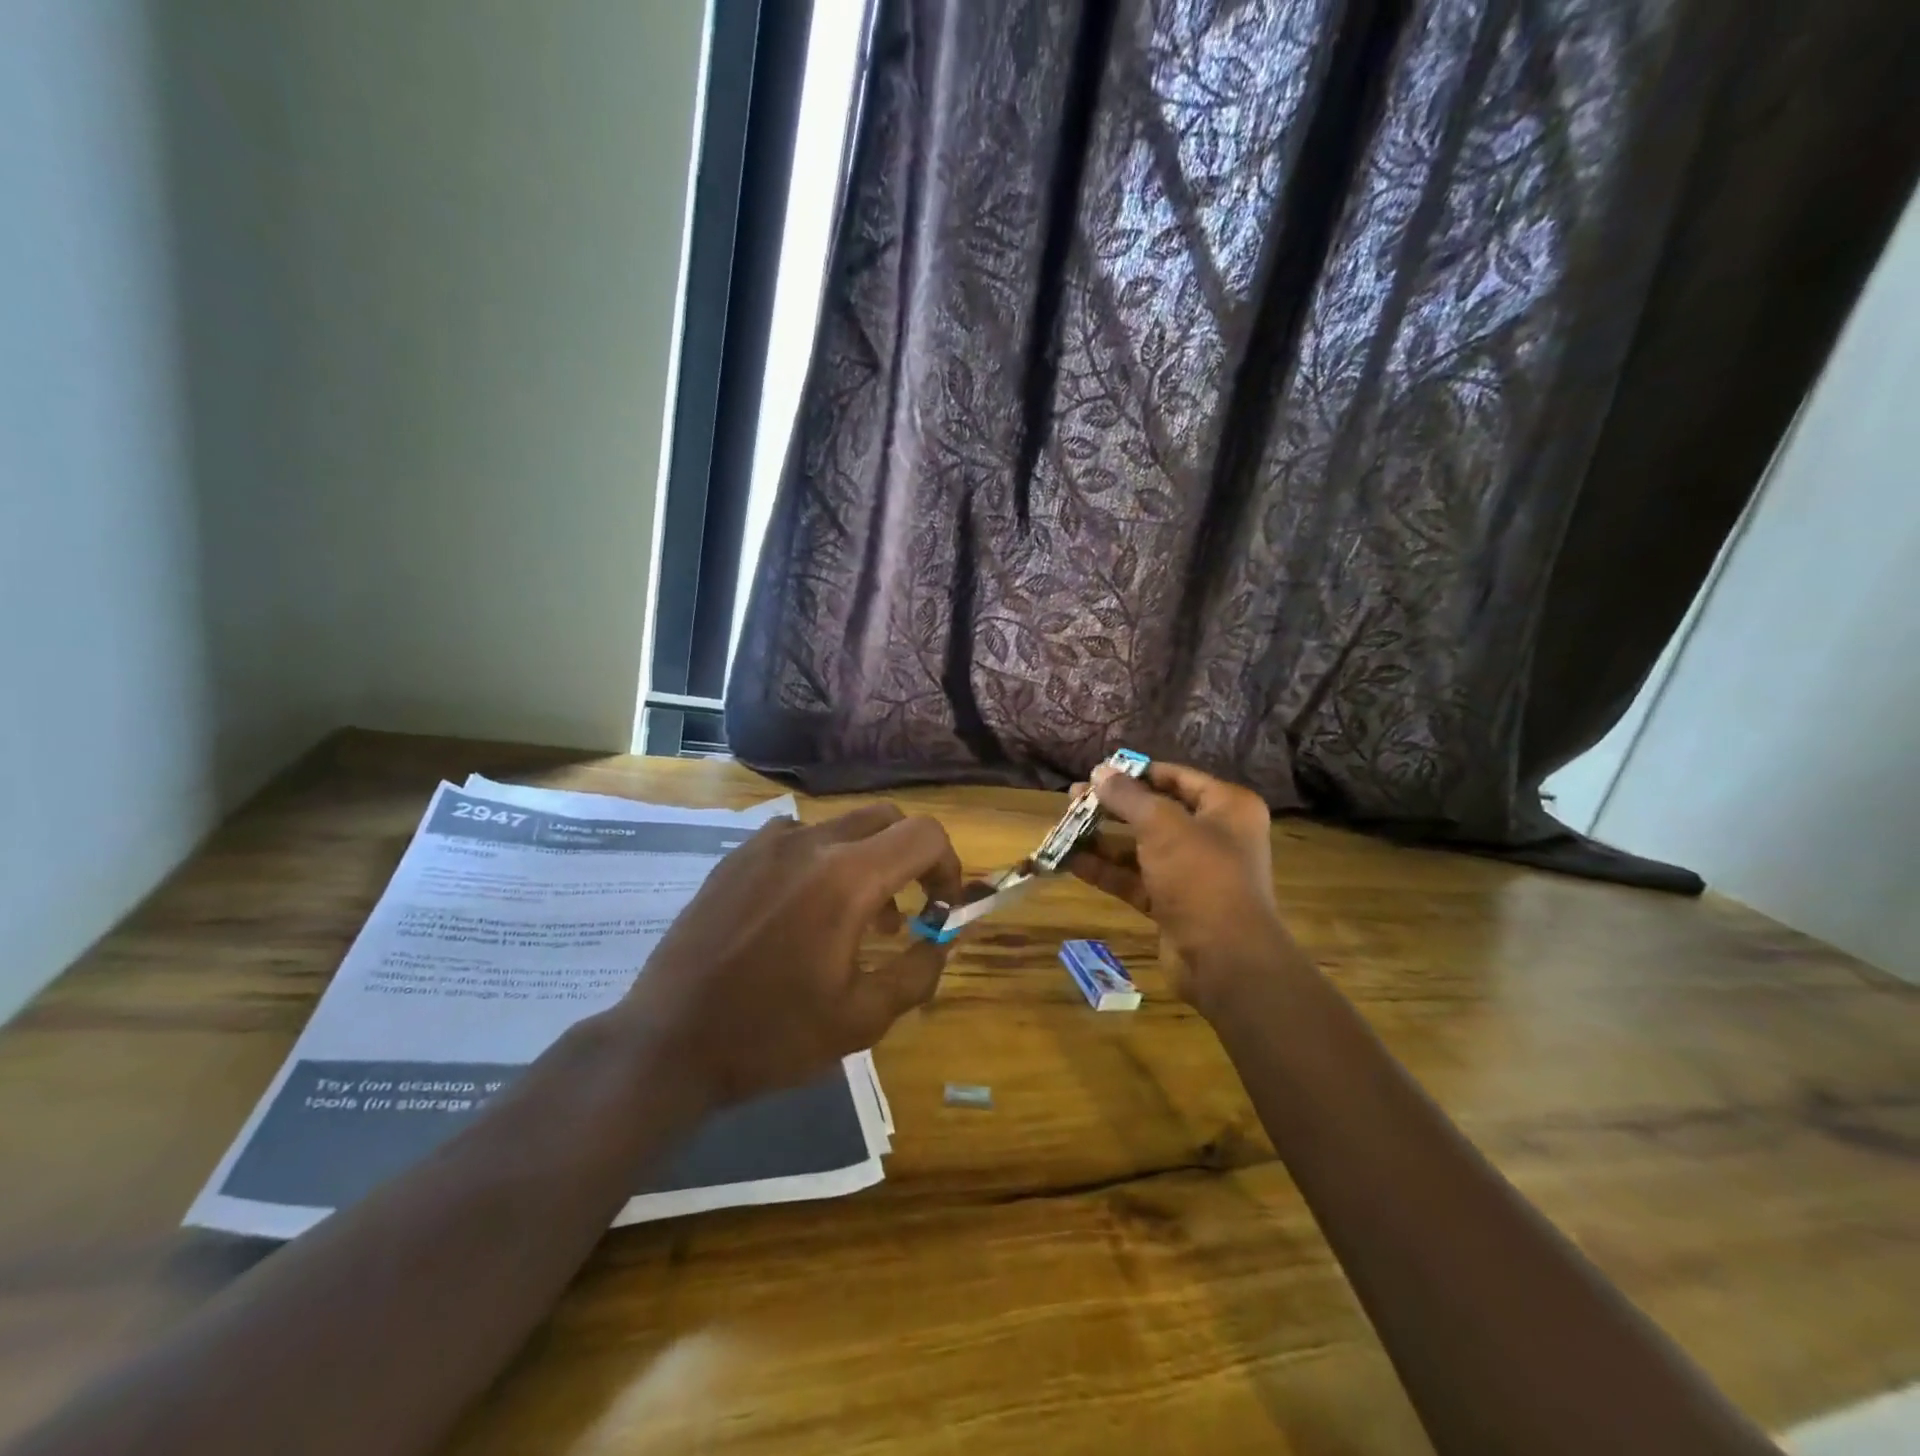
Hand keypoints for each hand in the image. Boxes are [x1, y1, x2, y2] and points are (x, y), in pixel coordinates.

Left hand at [615, 804, 962, 1108]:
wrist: (668, 1042)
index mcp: (848, 878)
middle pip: (887, 819)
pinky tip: (803, 908)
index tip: (942, 909)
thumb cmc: (772, 1035)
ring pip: (842, 826)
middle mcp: (811, 843)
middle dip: (911, 856)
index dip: (949, 866)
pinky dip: (821, 859)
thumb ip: (917, 972)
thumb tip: (943, 941)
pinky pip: (797, 837)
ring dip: (866, 860)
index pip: (925, 836)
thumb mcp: (861, 1018)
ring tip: (857, 920)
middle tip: (908, 909)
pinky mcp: (737, 857)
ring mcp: (768, 844)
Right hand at [1066, 762, 1288, 1012]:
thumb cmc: (1201, 875)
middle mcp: (1213, 836)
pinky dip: (1106, 870)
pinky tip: (1070, 861)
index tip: (1098, 772)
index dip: (1136, 773)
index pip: (1176, 778)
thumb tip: (1099, 771)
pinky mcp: (1173, 904)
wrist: (1225, 958)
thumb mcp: (1162, 826)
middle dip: (1112, 807)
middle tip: (1072, 799)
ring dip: (1103, 840)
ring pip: (1140, 848)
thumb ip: (1128, 796)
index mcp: (1226, 807)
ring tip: (1063, 828)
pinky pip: (1135, 879)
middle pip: (1155, 812)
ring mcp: (1192, 873)